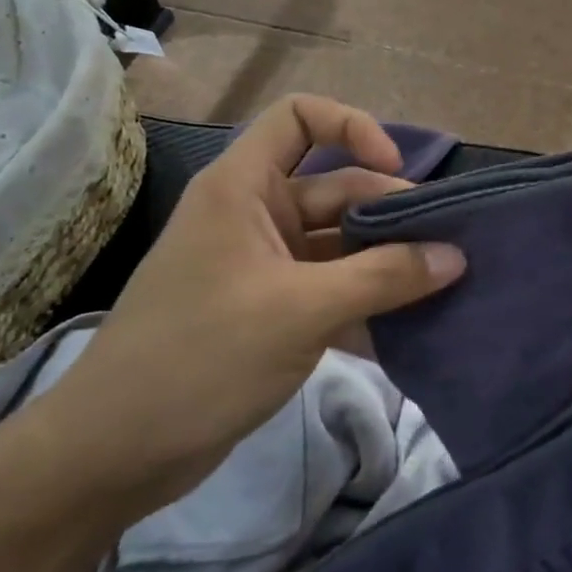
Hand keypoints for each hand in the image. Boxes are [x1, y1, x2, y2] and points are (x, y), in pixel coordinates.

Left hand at [29, 95, 464, 522]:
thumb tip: (457, 256)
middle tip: (447, 246)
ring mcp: (262, 266)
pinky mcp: (269, 311)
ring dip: (385, 262)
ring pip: (338, 244)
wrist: (115, 454)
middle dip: (389, 212)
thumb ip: (383, 278)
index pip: (299, 117)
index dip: (352, 127)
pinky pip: (330, 289)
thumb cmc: (201, 357)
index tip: (396, 171)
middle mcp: (254, 214)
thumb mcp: (300, 311)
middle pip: (335, 187)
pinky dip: (365, 303)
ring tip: (443, 285)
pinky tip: (410, 330)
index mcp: (243, 187)